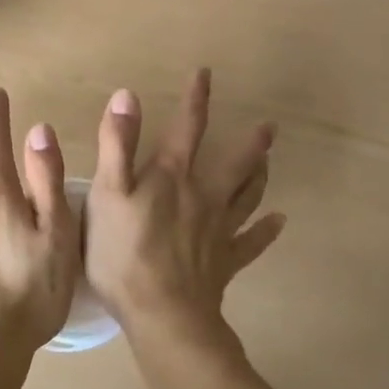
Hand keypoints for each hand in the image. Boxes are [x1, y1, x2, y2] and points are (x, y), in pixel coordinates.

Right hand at [85, 68, 285, 342]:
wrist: (162, 314)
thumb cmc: (124, 252)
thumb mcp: (107, 192)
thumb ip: (116, 144)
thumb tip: (127, 95)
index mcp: (172, 176)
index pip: (187, 128)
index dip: (195, 99)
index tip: (206, 74)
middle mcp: (202, 196)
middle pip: (233, 164)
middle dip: (250, 143)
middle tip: (269, 127)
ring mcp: (218, 231)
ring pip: (246, 198)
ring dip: (259, 178)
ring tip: (269, 162)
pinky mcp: (225, 263)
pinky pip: (251, 244)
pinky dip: (266, 232)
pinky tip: (280, 222)